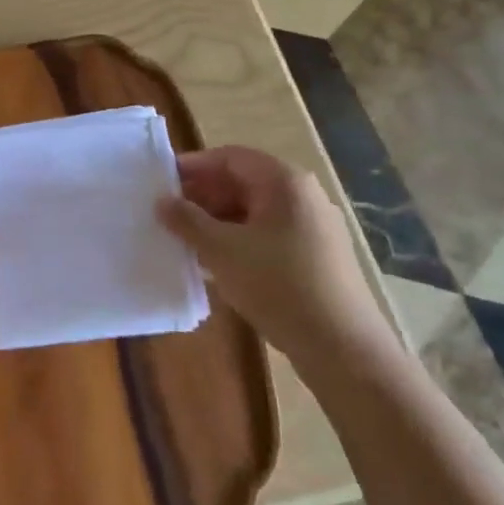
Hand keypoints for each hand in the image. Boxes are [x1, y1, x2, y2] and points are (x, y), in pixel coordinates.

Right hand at [157, 146, 392, 368]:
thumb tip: (162, 202)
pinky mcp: (316, 255)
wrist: (342, 347)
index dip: (194, 166)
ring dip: (218, 221)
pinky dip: (239, 240)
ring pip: (254, 211)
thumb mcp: (222, 250)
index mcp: (284, 181)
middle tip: (168, 214)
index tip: (161, 181)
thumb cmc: (278, 284)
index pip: (230, 157)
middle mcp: (302, 195)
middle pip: (244, 182)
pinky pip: (268, 234)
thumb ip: (187, 221)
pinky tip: (216, 263)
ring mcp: (313, 226)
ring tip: (185, 240)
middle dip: (203, 196)